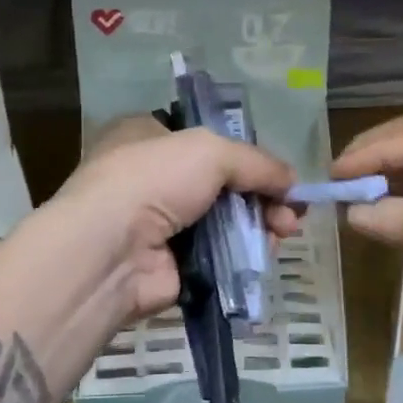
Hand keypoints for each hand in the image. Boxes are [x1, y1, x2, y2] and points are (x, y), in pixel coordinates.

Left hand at [53, 115, 297, 320]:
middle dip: (262, 196)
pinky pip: (218, 256)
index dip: (247, 156)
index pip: (207, 141)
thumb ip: (257, 162)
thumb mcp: (210, 151)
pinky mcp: (171, 265)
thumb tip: (293, 182)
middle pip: (223, 185)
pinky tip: (265, 253)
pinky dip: (243, 255)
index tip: (279, 174)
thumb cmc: (152, 180)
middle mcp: (153, 179)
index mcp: (149, 137)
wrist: (109, 252)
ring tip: (284, 232)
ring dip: (259, 225)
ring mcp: (161, 225)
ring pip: (225, 222)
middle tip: (292, 212)